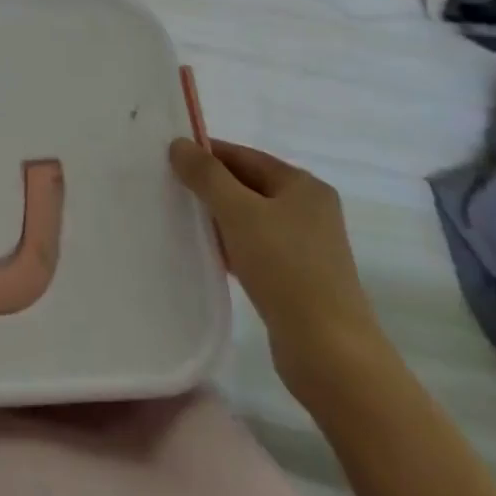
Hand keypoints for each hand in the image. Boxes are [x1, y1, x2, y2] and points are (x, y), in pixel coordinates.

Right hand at [169, 138, 384, 389]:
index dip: (205, 153)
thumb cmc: (285, 268)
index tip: (166, 158)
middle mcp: (308, 210)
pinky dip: (229, 243)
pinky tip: (204, 251)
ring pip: (248, 217)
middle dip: (208, 185)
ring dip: (216, 216)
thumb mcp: (238, 212)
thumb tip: (179, 143)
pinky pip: (253, 246)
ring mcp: (305, 246)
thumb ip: (206, 174)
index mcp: (303, 186)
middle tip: (165, 185)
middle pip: (246, 184)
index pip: (243, 155)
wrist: (329, 352)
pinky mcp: (297, 276)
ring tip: (178, 217)